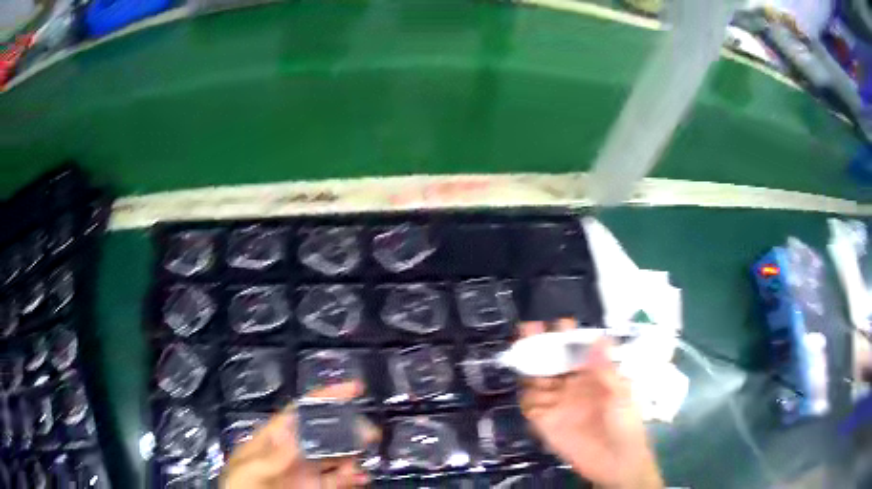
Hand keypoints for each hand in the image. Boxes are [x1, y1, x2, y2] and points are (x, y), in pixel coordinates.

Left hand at [220, 381, 376, 488]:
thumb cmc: (240, 487)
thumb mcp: (250, 469)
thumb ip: (273, 455)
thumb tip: (295, 433)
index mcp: (274, 439)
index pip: (301, 412)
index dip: (326, 397)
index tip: (354, 388)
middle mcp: (294, 452)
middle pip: (325, 432)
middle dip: (348, 428)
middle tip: (368, 433)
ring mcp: (306, 471)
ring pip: (336, 456)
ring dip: (353, 454)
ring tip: (361, 460)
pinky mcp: (316, 488)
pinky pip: (339, 479)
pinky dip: (354, 477)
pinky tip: (361, 477)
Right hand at [519, 319, 663, 488]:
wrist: (616, 461)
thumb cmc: (626, 423)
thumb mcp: (622, 393)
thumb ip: (607, 369)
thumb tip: (599, 337)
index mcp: (593, 375)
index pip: (576, 350)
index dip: (568, 336)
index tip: (561, 323)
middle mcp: (572, 386)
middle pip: (552, 361)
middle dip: (541, 344)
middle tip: (530, 327)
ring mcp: (558, 403)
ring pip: (537, 380)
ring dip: (530, 366)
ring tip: (522, 351)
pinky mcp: (546, 422)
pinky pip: (531, 405)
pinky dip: (527, 396)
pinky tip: (528, 388)